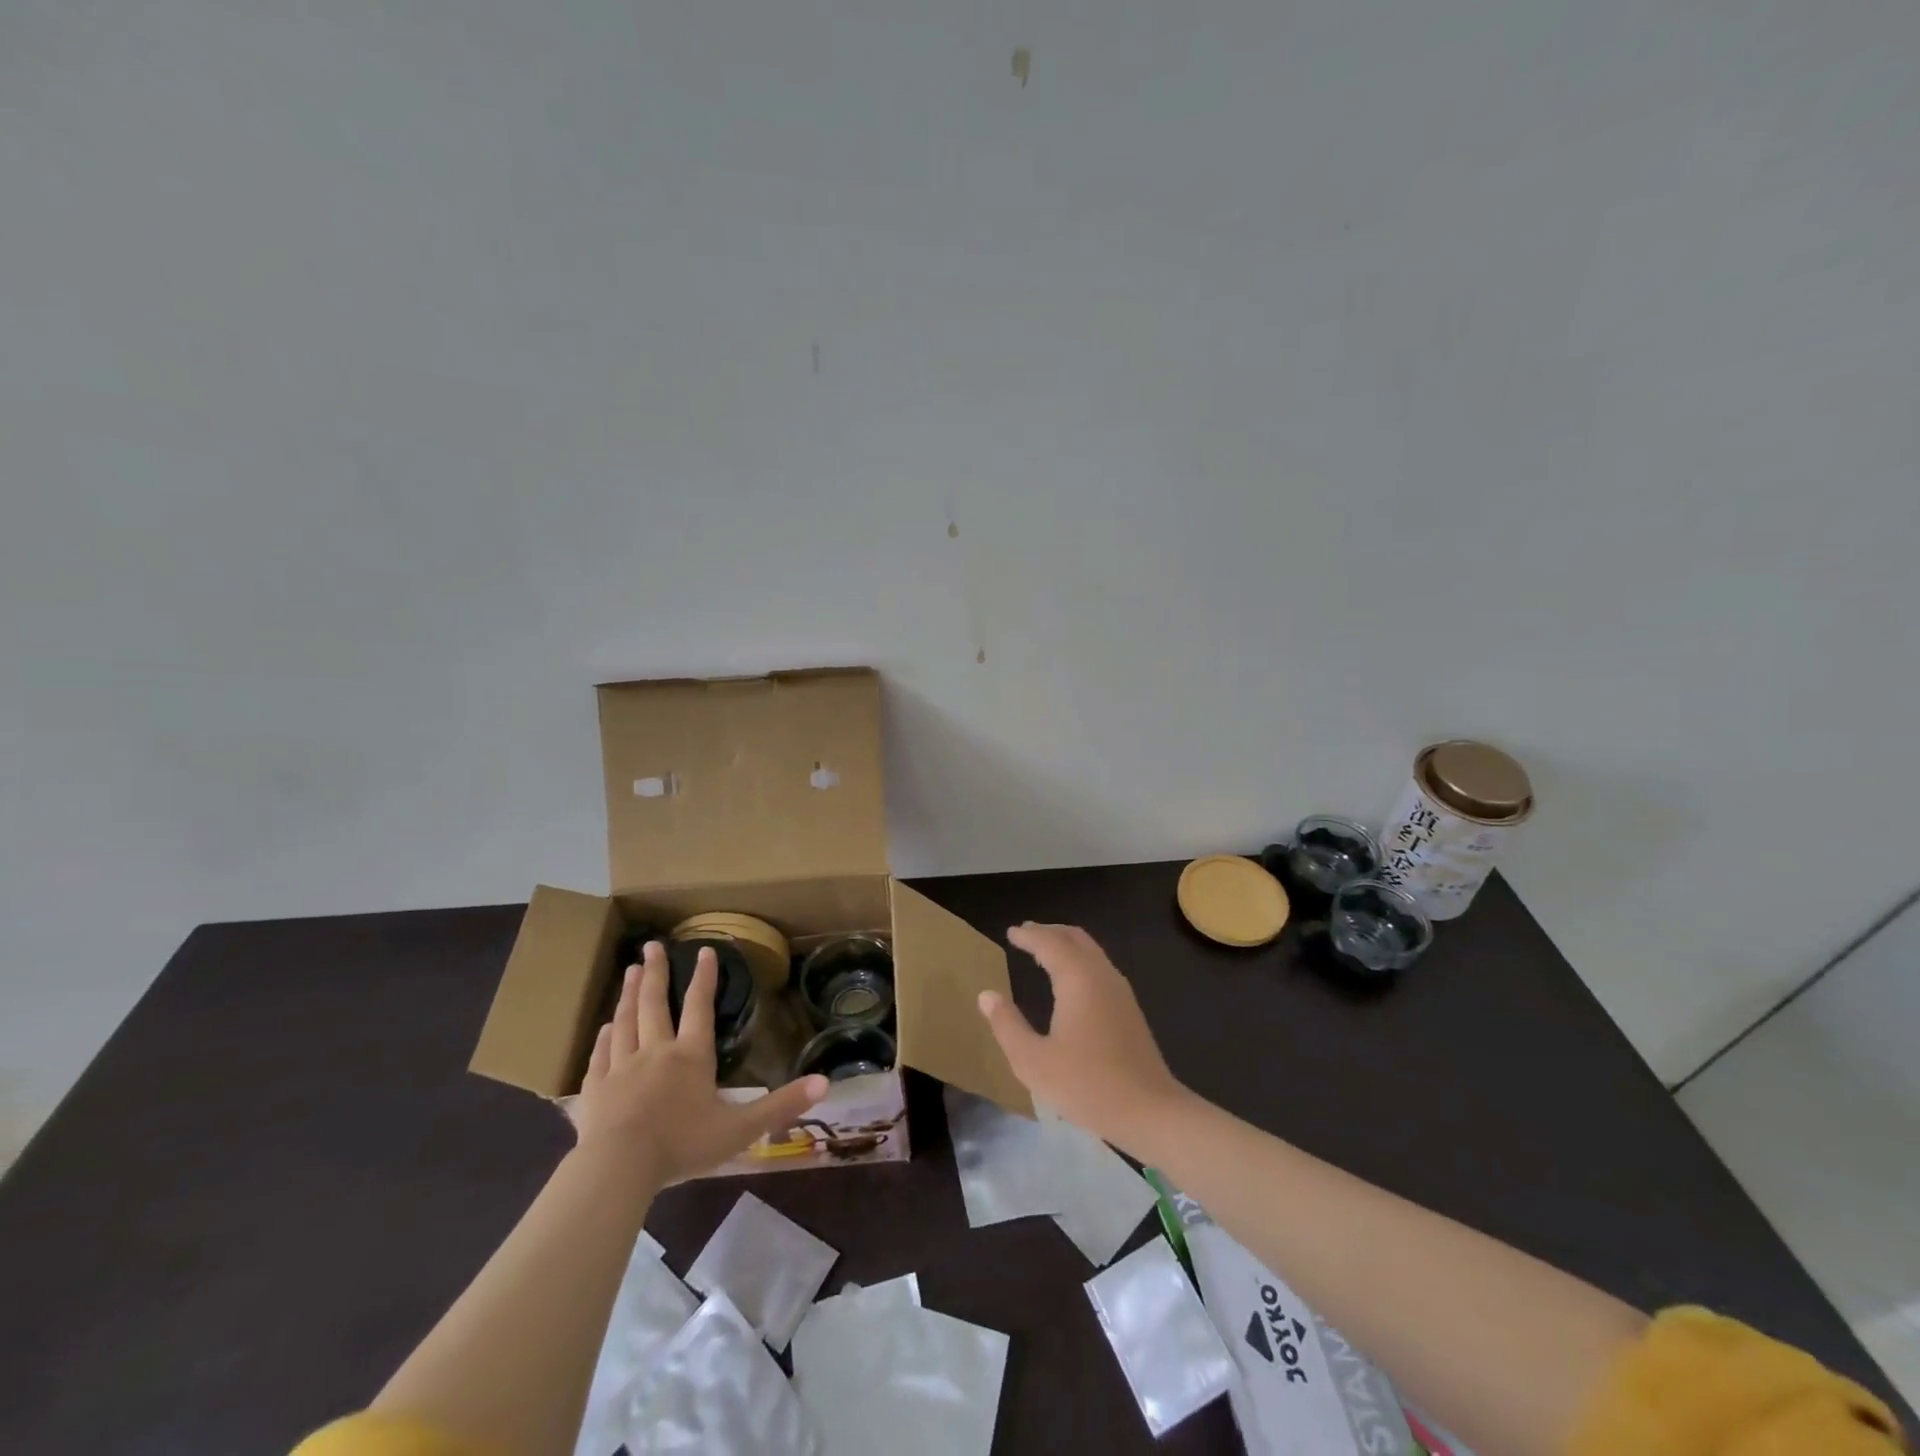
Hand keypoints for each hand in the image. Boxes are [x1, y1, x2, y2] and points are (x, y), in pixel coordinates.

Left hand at [574, 942, 828, 1185]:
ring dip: (628, 995)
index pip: (700, 1007)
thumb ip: (782, 1105)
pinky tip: (602, 1028)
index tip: (705, 950)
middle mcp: (656, 1052)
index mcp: (691, 1056)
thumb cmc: (683, 1145)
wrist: (619, 1168)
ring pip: (624, 1022)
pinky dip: (602, 1038)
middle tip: (652, 946)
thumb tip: (826, 1082)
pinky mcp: (594, 1090)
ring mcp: (621, 1068)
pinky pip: (599, 1055)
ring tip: (631, 971)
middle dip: (656, 973)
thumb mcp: (741, 1129)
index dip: (704, 978)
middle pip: (654, 1004)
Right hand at [977, 922, 1190, 1153]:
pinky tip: (1070, 980)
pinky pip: (1099, 967)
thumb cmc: (1087, 1085)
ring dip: (1066, 944)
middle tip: (1027, 933)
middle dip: (1050, 932)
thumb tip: (986, 995)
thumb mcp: (1034, 1062)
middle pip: (1075, 938)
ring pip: (1091, 951)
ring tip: (1044, 950)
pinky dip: (1080, 960)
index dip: (1029, 936)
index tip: (1011, 932)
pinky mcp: (1129, 1009)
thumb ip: (1007, 1025)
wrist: (1150, 1111)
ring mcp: (1120, 991)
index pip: (1050, 943)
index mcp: (1078, 979)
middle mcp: (1101, 975)